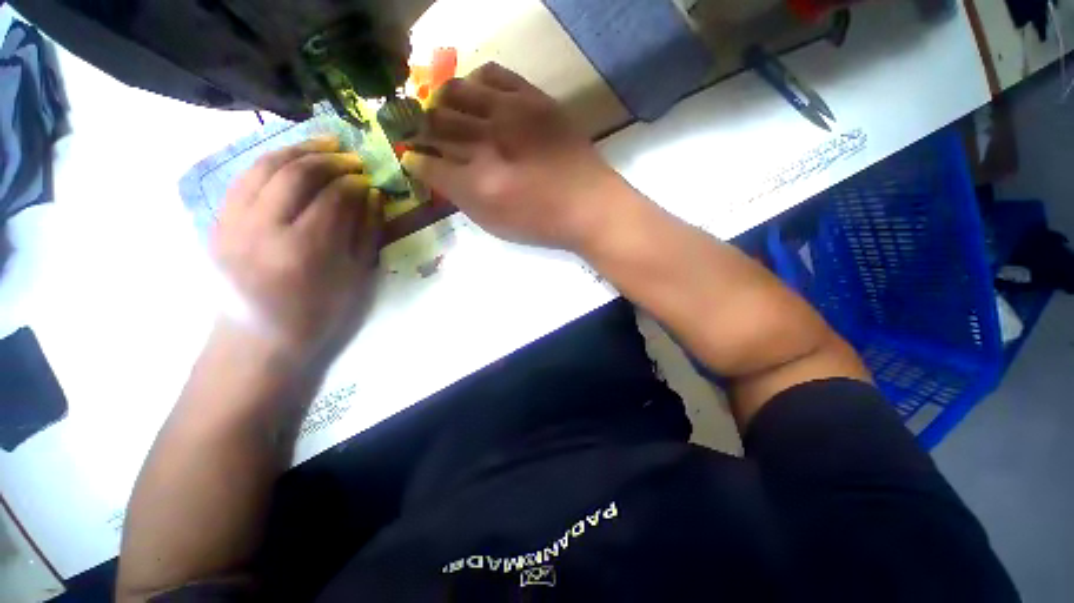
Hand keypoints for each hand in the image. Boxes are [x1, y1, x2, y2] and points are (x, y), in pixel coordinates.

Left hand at [211, 137, 382, 367]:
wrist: (250, 344)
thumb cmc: (305, 323)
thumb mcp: (349, 287)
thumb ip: (364, 235)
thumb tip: (371, 192)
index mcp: (300, 254)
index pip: (334, 197)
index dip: (355, 182)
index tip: (366, 181)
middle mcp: (263, 231)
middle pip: (298, 173)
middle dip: (330, 159)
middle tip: (349, 159)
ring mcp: (235, 224)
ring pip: (268, 165)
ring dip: (300, 149)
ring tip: (323, 146)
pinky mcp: (220, 222)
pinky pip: (246, 177)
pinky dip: (271, 162)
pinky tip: (289, 161)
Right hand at [401, 63, 624, 251]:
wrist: (592, 203)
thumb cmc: (538, 218)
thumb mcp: (487, 217)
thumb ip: (450, 188)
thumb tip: (419, 163)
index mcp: (475, 179)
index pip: (424, 160)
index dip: (413, 157)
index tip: (410, 155)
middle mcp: (487, 139)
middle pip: (435, 120)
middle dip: (420, 126)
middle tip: (421, 131)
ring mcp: (510, 111)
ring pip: (455, 91)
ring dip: (440, 101)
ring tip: (444, 108)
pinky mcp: (531, 97)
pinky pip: (492, 73)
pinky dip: (475, 79)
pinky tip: (476, 91)